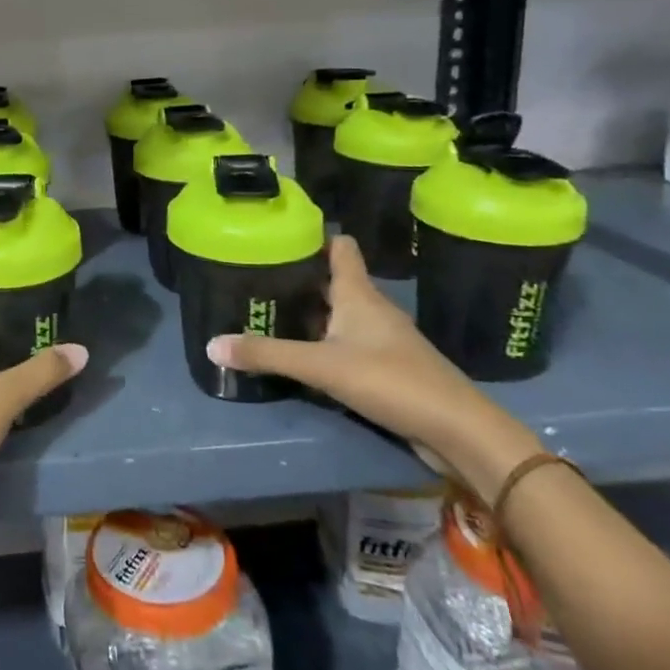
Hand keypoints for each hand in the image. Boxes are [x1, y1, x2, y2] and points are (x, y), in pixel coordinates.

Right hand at [206, 235, 539, 496]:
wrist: (458, 431)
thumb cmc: (391, 381)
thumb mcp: (321, 366)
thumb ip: (267, 355)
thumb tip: (211, 345)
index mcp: (358, 294)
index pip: (340, 247)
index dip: (314, 237)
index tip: (280, 238)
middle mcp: (371, 309)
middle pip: (333, 282)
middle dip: (299, 280)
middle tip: (258, 280)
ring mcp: (383, 340)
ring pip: (340, 315)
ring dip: (311, 314)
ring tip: (271, 315)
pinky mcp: (388, 368)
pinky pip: (348, 345)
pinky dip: (325, 344)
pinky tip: (303, 357)